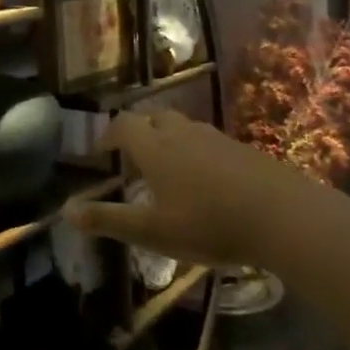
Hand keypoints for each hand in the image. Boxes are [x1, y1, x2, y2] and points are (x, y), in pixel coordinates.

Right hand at [62, 110, 311, 268]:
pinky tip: (207, 182)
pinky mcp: (243, 150)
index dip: (108, 135)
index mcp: (154, 147)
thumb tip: (65, 211)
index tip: (100, 152)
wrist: (284, 216)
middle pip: (153, 118)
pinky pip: (209, 142)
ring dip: (168, 140)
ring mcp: (215, 138)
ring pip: (183, 128)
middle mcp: (181, 133)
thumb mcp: (153, 231)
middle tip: (134, 158)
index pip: (122, 124)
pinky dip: (197, 153)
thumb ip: (109, 220)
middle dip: (139, 132)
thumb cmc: (209, 223)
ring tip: (168, 169)